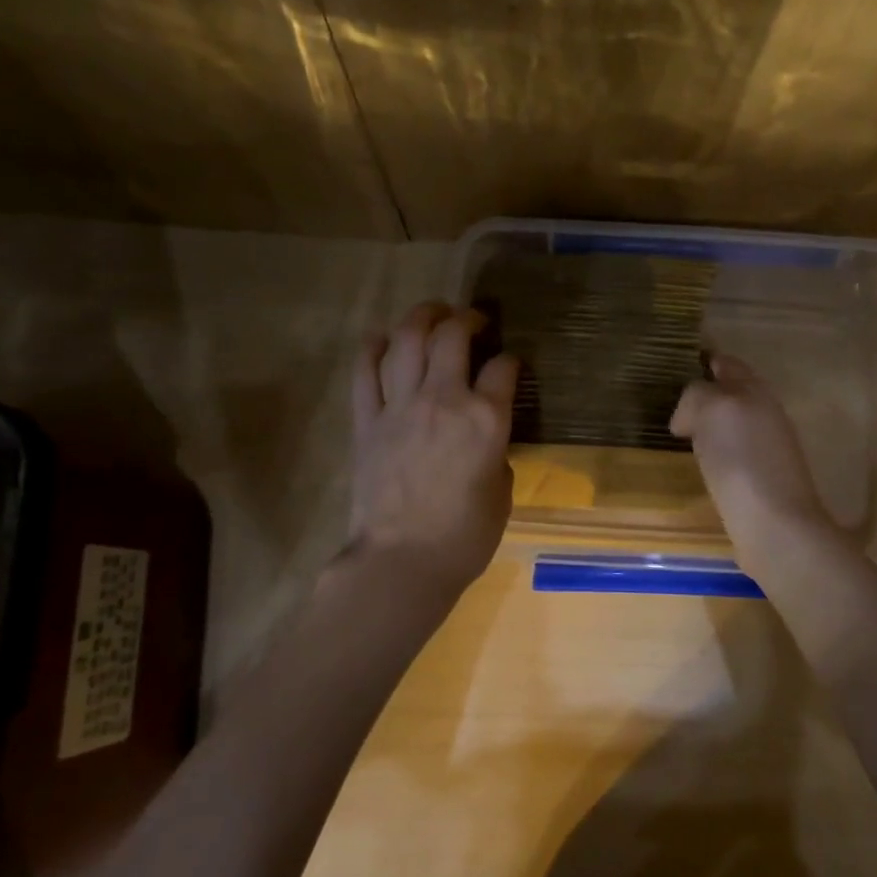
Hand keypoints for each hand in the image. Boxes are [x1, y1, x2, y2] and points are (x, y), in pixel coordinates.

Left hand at [345, 302, 519, 597]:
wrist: (401, 562)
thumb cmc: (464, 538)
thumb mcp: (502, 492)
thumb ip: (496, 452)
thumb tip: (485, 437)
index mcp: (485, 419)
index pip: (504, 368)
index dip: (511, 360)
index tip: (510, 364)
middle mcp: (443, 400)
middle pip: (452, 337)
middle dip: (466, 318)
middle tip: (473, 320)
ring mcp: (400, 406)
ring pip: (407, 341)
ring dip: (421, 317)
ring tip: (432, 314)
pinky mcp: (366, 421)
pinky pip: (365, 371)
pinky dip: (373, 348)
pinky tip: (383, 339)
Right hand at [670, 354, 841, 570]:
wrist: (774, 525)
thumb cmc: (741, 460)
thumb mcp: (712, 410)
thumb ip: (696, 396)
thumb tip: (688, 417)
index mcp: (755, 391)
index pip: (727, 364)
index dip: (704, 360)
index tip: (676, 364)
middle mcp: (765, 414)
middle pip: (733, 393)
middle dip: (706, 393)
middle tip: (672, 402)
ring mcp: (767, 449)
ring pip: (732, 424)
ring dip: (709, 424)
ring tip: (680, 433)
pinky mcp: (760, 480)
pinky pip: (731, 453)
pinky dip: (714, 451)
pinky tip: (699, 464)